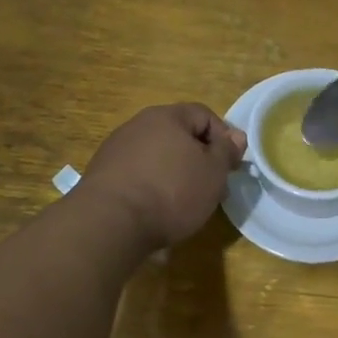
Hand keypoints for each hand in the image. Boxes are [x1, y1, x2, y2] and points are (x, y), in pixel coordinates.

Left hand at [78, 103, 246, 250]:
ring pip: (158, 155)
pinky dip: (153, 185)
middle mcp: (138, 124)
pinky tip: (157, 208)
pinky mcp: (103, 174)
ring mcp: (116, 148)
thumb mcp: (213, 172)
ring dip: (176, 173)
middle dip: (200, 158)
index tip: (231, 166)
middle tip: (212, 187)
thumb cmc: (172, 191)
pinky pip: (138, 173)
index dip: (224, 138)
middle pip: (179, 135)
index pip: (204, 115)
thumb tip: (235, 136)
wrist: (110, 222)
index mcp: (167, 116)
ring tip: (185, 202)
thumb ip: (227, 151)